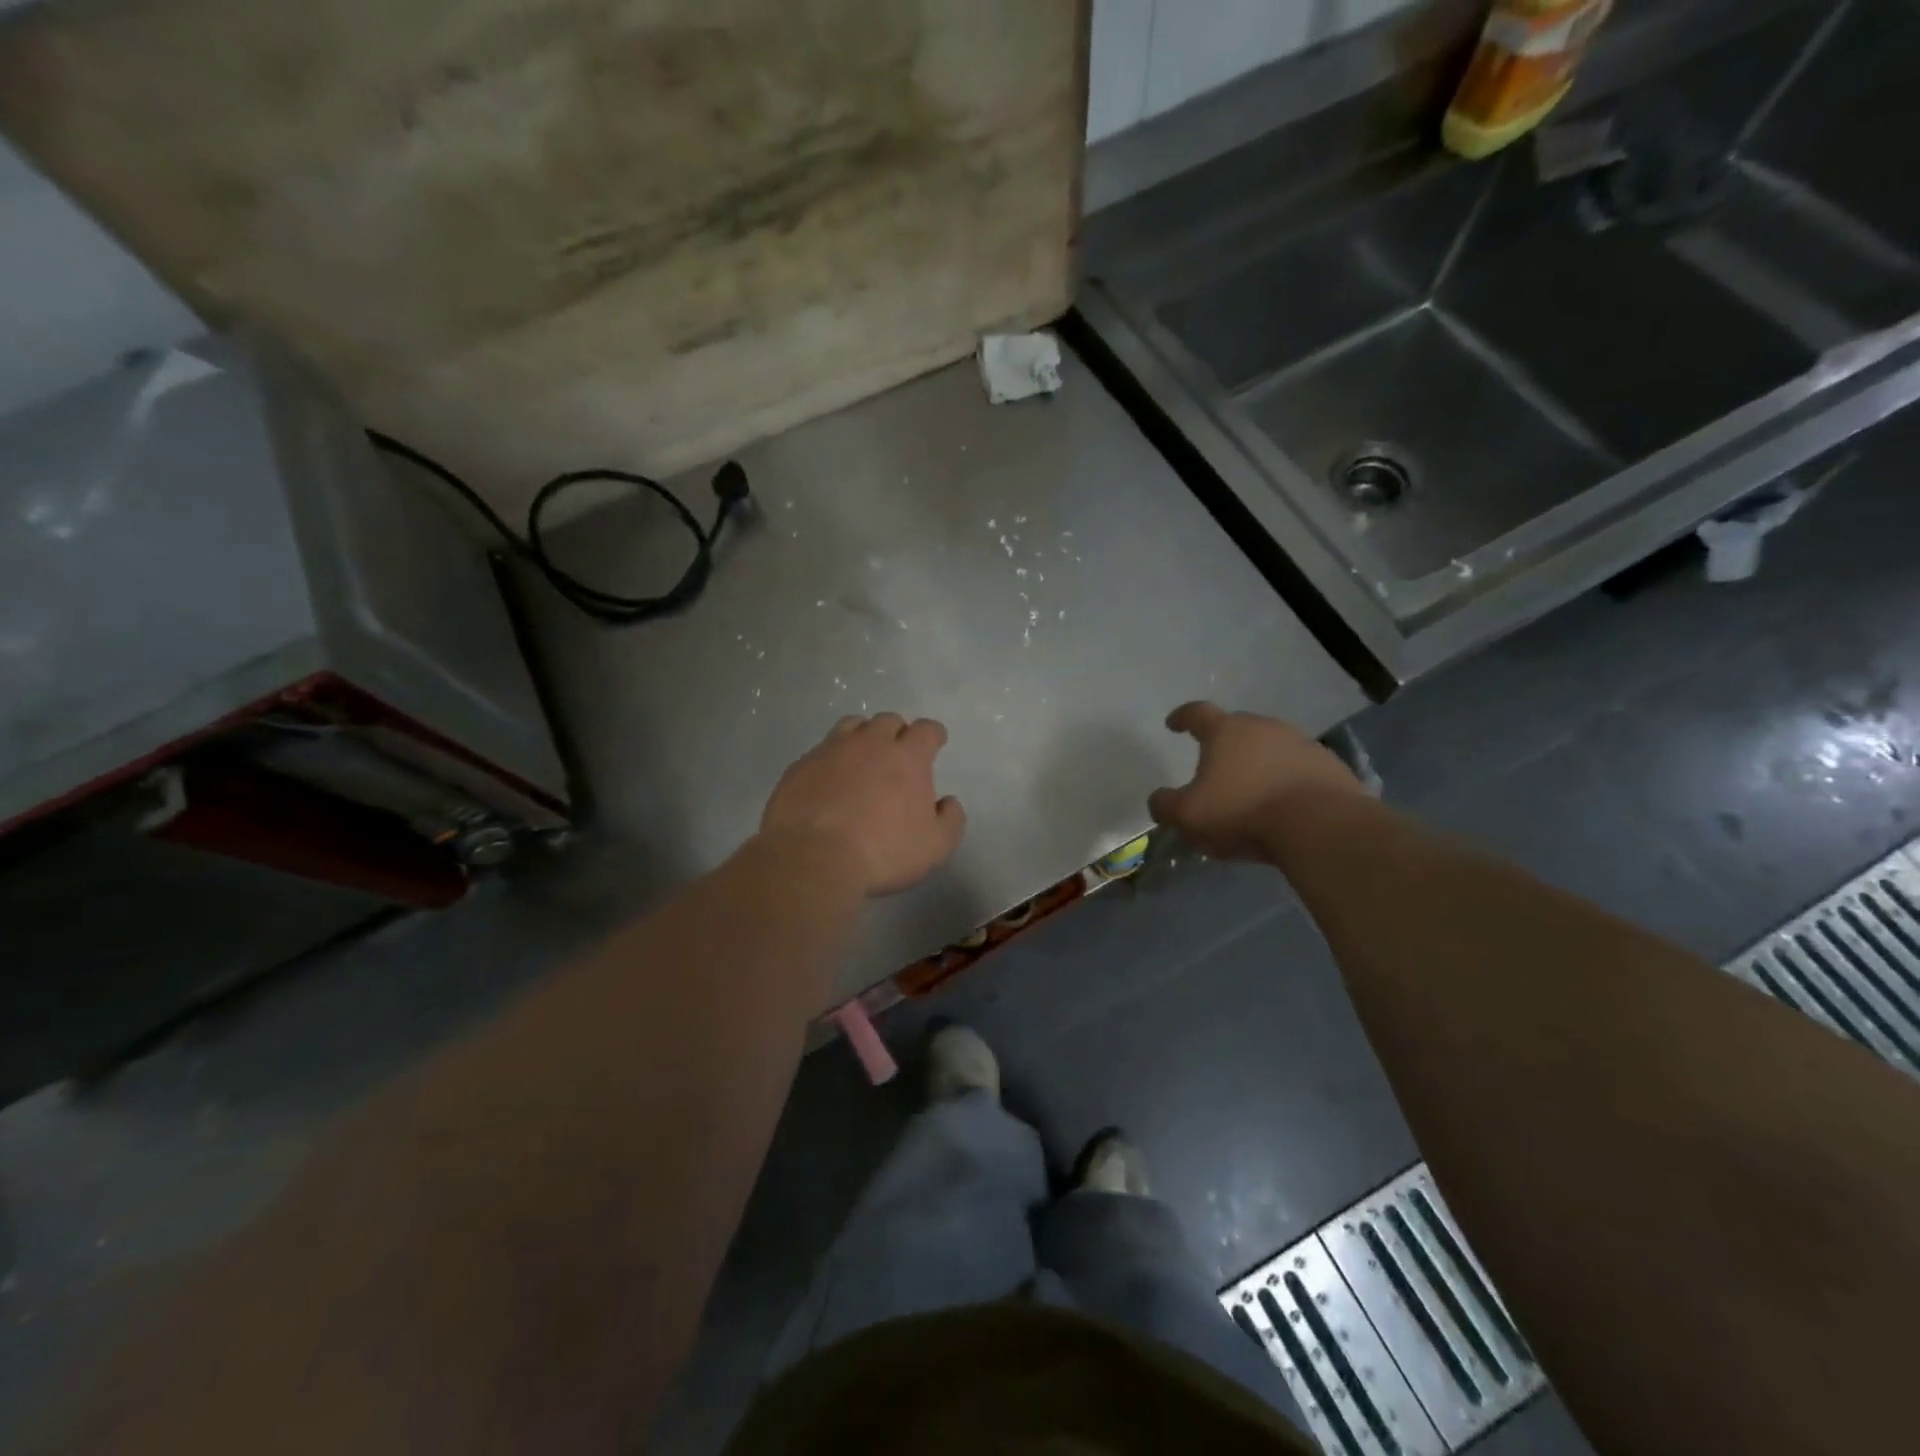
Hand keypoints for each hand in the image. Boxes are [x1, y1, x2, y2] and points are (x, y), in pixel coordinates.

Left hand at [760, 713, 966, 896]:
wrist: (813, 858)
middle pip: (888, 721)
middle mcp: (870, 743)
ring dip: (863, 737)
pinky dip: (831, 759)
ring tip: (862, 758)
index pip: (926, 730)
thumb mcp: (935, 846)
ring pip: (852, 726)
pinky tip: (829, 781)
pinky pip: (821, 751)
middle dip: (897, 732)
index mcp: (907, 756)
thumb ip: (950, 819)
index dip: (933, 734)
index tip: (935, 742)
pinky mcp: (801, 765)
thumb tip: (948, 802)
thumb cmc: (883, 852)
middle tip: (897, 754)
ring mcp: (831, 750)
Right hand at [1148, 702, 1363, 861]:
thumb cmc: (1243, 812)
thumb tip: (1159, 799)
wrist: (1320, 826)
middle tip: (1215, 765)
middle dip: (1224, 742)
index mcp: (1225, 731)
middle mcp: (1264, 727)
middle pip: (1237, 727)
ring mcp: (1301, 743)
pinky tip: (1285, 802)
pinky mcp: (1330, 765)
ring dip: (1259, 761)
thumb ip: (1165, 805)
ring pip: (1271, 746)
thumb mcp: (1188, 816)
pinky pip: (1299, 767)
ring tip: (1252, 788)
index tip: (1173, 724)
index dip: (1182, 717)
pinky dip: (1287, 778)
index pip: (1197, 713)